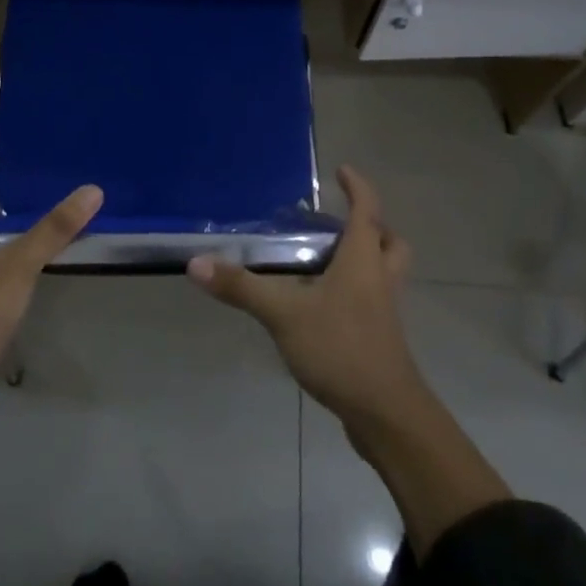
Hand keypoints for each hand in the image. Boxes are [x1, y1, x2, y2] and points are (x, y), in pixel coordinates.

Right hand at [188, 165, 425, 427]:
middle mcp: (380, 278)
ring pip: (385, 271)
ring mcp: (385, 311)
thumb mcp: (283, 314)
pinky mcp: (383, 339)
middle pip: (388, 241)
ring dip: (366, 258)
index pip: (367, 209)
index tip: (342, 171)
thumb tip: (196, 263)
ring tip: (328, 261)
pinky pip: (376, 300)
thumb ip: (241, 288)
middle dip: (371, 226)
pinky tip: (325, 306)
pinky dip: (359, 291)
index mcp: (363, 260)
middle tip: (339, 224)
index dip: (357, 186)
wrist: (387, 415)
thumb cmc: (341, 348)